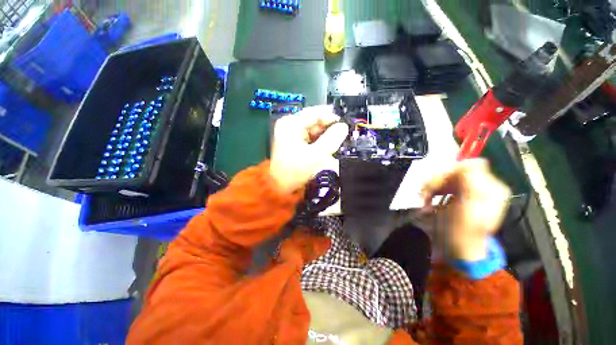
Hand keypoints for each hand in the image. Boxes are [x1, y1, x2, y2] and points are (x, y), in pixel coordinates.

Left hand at [270, 105, 348, 192]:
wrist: (280, 186)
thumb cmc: (296, 170)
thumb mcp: (316, 155)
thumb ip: (332, 139)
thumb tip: (343, 127)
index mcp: (291, 124)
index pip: (315, 113)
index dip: (331, 117)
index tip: (345, 125)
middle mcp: (290, 125)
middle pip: (314, 121)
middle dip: (328, 129)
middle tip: (341, 137)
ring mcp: (291, 133)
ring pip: (313, 129)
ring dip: (324, 136)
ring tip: (334, 145)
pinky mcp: (293, 141)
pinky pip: (310, 137)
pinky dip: (319, 141)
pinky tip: (325, 148)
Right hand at [421, 159, 510, 260]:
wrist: (456, 248)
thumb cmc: (462, 230)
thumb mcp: (470, 208)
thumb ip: (474, 182)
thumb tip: (473, 160)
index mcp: (491, 187)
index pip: (470, 164)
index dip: (450, 171)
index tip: (436, 186)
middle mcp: (481, 185)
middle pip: (455, 169)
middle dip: (437, 180)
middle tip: (425, 194)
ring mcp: (468, 190)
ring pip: (445, 176)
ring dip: (431, 186)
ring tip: (424, 199)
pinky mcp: (456, 194)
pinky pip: (441, 183)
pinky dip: (431, 190)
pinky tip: (427, 199)